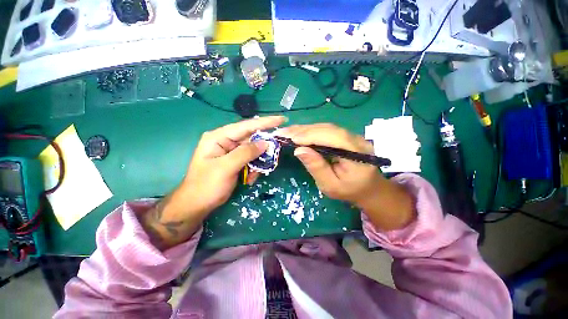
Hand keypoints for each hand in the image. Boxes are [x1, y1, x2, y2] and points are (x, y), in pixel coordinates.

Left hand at [141, 116, 285, 249]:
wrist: (197, 205)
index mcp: (219, 137)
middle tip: (274, 153)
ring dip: (258, 162)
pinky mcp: (235, 161)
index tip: (282, 119)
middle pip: (251, 138)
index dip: (265, 122)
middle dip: (263, 147)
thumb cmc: (207, 186)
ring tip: (253, 175)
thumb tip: (265, 143)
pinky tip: (249, 178)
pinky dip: (254, 168)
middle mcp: (226, 141)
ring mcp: (231, 151)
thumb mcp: (226, 168)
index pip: (246, 126)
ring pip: (253, 150)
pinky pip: (251, 160)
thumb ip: (246, 153)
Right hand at [279, 123, 414, 230]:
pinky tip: (299, 133)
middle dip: (303, 130)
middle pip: (328, 129)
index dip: (310, 135)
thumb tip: (299, 150)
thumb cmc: (349, 191)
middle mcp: (356, 139)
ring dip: (305, 129)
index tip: (291, 138)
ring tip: (287, 132)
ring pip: (325, 127)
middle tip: (283, 133)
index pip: (332, 137)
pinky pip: (326, 130)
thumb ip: (317, 167)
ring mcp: (351, 136)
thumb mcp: (330, 185)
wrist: (368, 188)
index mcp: (357, 153)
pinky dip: (310, 131)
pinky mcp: (345, 137)